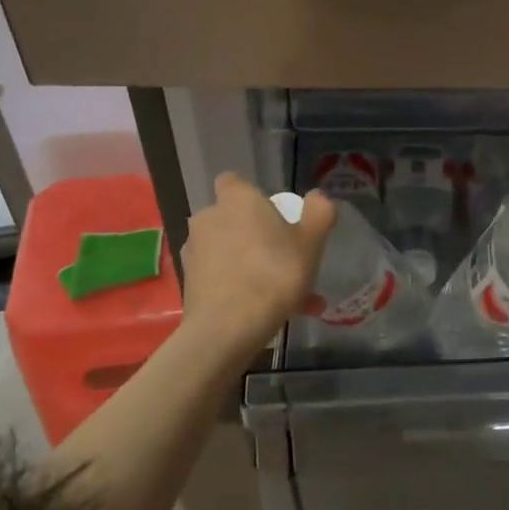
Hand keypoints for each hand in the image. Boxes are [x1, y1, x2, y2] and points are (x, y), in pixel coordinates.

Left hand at [180, 173, 336, 347]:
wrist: (228, 328)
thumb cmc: (274, 273)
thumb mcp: (311, 241)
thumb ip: (319, 212)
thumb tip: (318, 198)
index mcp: (236, 200)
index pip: (233, 181)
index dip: (252, 196)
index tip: (273, 215)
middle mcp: (208, 218)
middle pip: (234, 219)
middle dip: (258, 237)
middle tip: (288, 261)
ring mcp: (194, 252)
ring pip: (232, 253)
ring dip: (255, 268)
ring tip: (290, 298)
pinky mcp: (189, 283)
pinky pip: (223, 278)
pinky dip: (243, 290)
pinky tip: (272, 314)